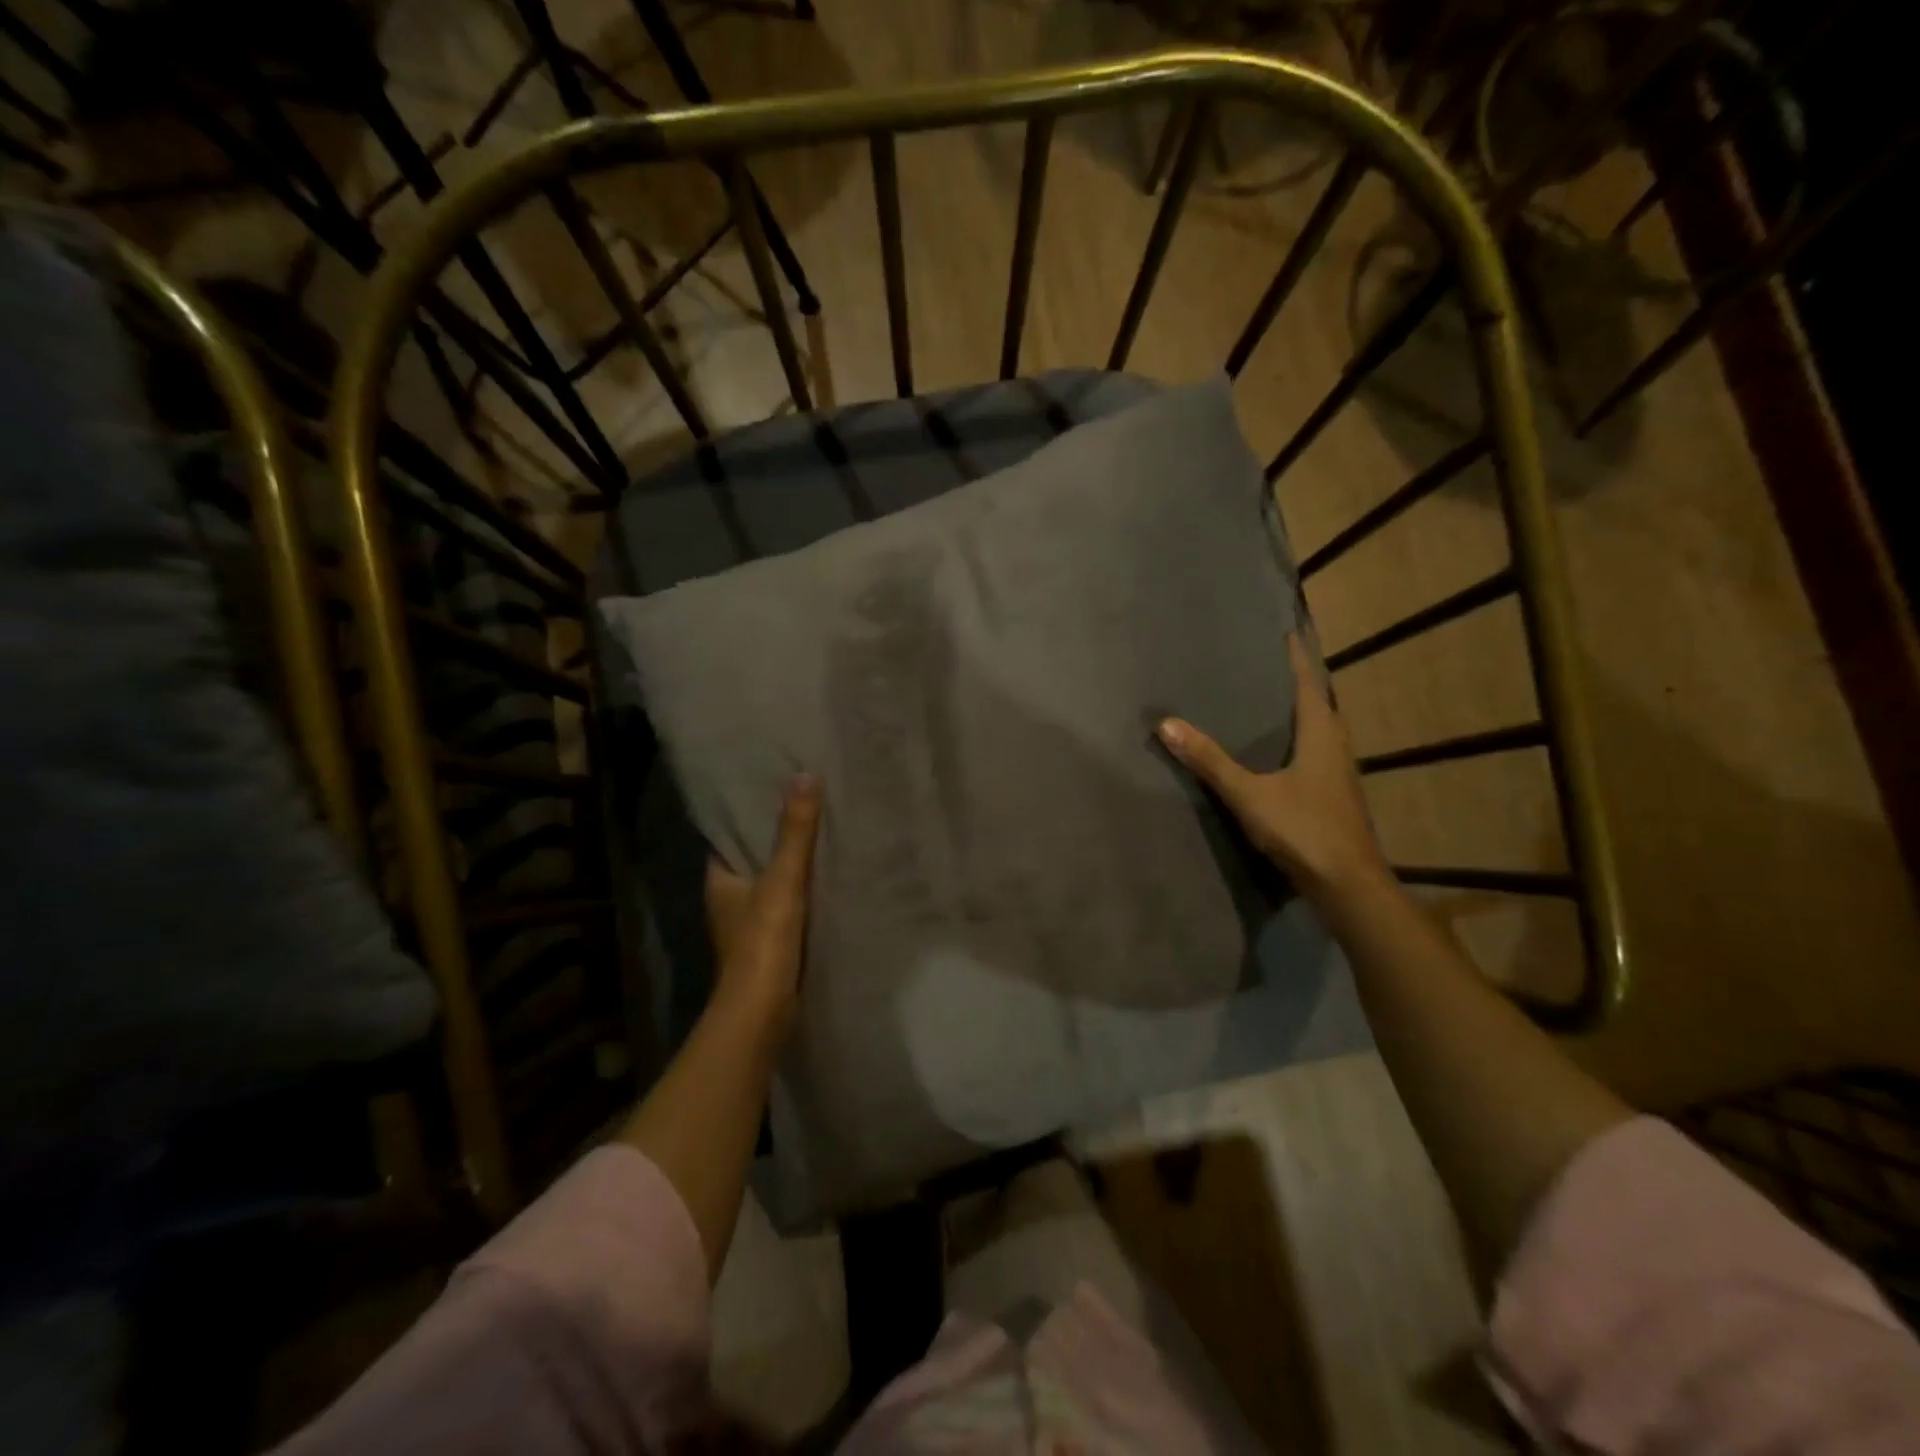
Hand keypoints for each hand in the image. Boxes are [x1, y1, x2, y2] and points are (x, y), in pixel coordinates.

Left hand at [704, 775, 820, 1038]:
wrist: (763, 1012)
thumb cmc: (763, 942)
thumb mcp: (782, 880)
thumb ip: (795, 832)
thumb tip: (804, 776)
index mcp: (718, 881)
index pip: (728, 837)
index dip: (747, 815)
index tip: (773, 789)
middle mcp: (727, 900)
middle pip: (751, 859)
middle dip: (774, 837)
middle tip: (806, 805)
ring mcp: (747, 925)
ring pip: (770, 884)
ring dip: (790, 866)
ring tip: (821, 834)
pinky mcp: (768, 945)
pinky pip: (785, 906)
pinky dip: (800, 893)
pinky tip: (825, 880)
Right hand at [1157, 633, 1389, 903]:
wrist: (1348, 885)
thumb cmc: (1303, 829)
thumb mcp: (1249, 794)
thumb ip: (1209, 760)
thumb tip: (1167, 724)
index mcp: (1322, 733)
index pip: (1309, 681)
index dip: (1297, 655)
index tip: (1286, 629)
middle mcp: (1336, 744)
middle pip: (1317, 700)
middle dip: (1295, 679)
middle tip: (1264, 661)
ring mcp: (1338, 771)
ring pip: (1318, 727)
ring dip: (1297, 709)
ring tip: (1265, 697)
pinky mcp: (1334, 793)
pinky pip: (1314, 749)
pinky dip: (1296, 736)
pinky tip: (1276, 749)